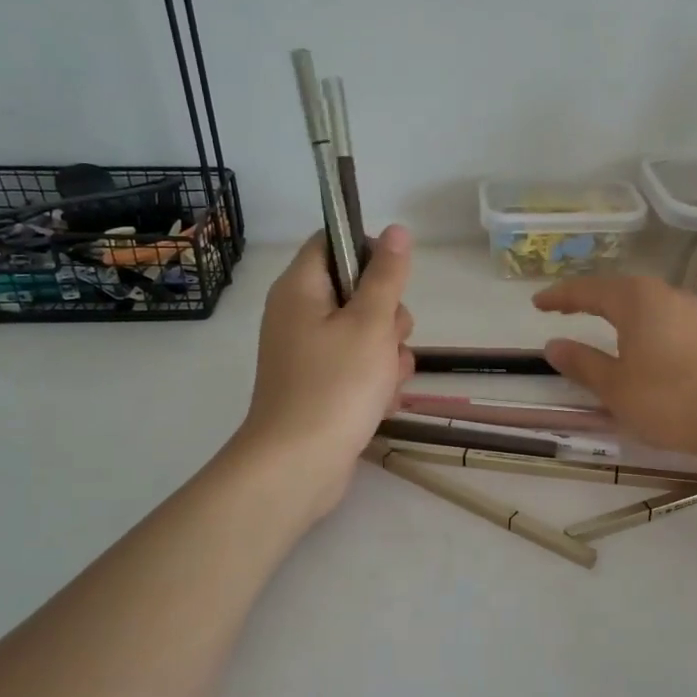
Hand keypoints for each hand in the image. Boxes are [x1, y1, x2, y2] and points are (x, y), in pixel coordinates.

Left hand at [235, 225, 414, 519]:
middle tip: (388, 339)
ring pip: (366, 333)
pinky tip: (381, 402)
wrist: (299, 465)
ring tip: (385, 381)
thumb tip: (396, 230)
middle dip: (388, 316)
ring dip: (388, 354)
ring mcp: (309, 353)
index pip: (333, 242)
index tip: (395, 280)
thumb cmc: (336, 385)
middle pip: (357, 291)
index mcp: (301, 289)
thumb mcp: (371, 323)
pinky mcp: (321, 385)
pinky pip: (359, 367)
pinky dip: (375, 381)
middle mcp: (300, 315)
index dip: (369, 252)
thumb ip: (387, 276)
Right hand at [531, 275, 696, 457]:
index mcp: (637, 300)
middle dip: (590, 299)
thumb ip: (583, 363)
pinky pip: (667, 320)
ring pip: (647, 304)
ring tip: (602, 324)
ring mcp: (695, 313)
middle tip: (565, 309)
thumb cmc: (670, 400)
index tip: (537, 303)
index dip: (560, 297)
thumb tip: (554, 345)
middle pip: (620, 290)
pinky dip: (644, 326)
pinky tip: (644, 344)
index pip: (588, 290)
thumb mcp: (615, 387)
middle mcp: (667, 296)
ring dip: (619, 312)